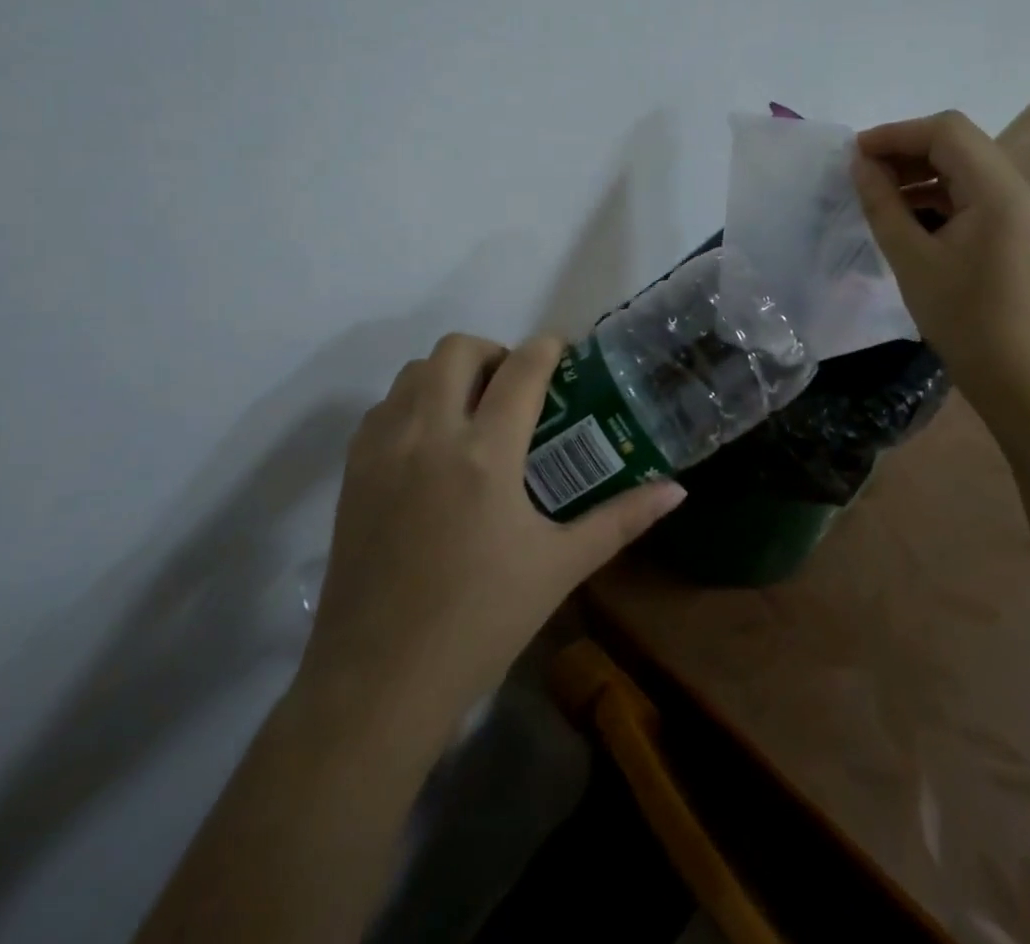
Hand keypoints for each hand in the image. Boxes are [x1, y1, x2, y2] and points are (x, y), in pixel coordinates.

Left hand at [302, 333, 686, 706]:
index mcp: (486, 454)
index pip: (521, 369)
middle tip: (513, 386)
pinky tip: (431, 444)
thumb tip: (676, 491)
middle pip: (458, 348)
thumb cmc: (481, 623)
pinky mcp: (352, 471)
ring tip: (472, 411)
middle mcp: (430, 434)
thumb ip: (621, 519)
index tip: (561, 352)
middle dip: (493, 351)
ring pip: (414, 371)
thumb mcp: (560, 567)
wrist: (378, 682)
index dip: (547, 348)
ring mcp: (383, 449)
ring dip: (449, 374)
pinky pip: (384, 407)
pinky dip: (412, 403)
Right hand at [852, 111, 1029, 398]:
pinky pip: (969, 193)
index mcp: (997, 190)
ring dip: (919, 170)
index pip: (946, 131)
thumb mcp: (911, 257)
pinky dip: (934, 193)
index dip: (896, 133)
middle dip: (906, 149)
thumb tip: (859, 164)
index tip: (855, 154)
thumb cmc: (961, 315)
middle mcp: (1014, 188)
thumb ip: (882, 203)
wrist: (1014, 373)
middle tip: (863, 172)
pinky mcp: (1010, 229)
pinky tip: (905, 215)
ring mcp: (1016, 209)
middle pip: (957, 142)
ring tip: (877, 193)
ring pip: (962, 166)